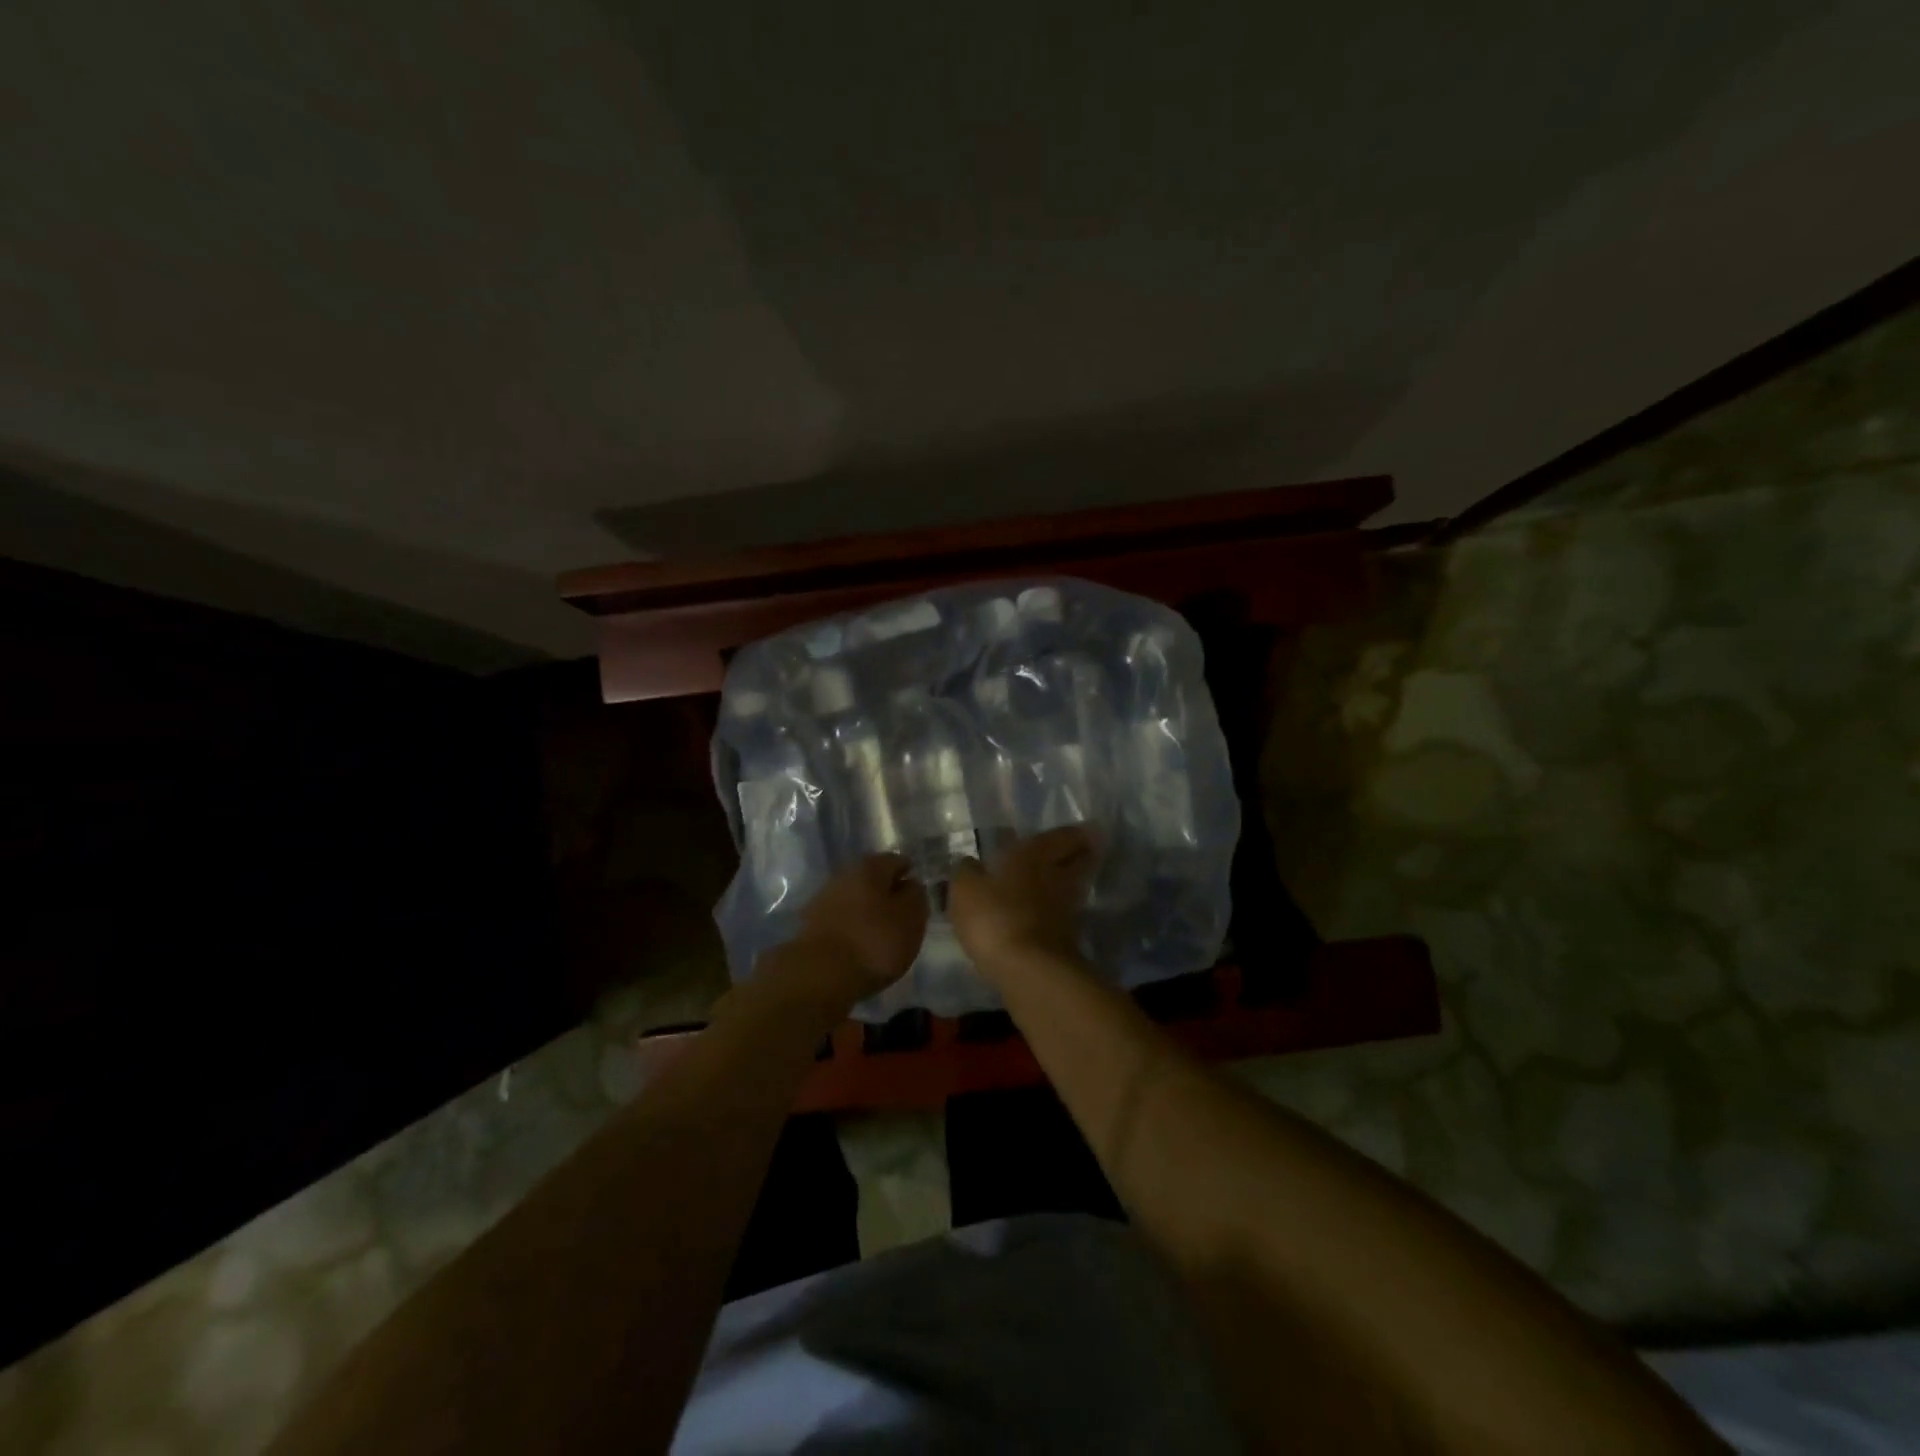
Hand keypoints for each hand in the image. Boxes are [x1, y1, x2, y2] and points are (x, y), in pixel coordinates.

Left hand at [790, 853, 927, 998]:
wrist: (819, 975)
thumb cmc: (874, 942)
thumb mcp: (911, 919)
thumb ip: (916, 896)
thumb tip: (910, 885)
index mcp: (870, 867)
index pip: (896, 861)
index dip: (909, 875)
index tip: (918, 893)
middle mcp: (844, 875)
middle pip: (872, 879)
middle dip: (886, 892)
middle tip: (901, 914)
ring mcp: (823, 899)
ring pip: (854, 899)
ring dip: (867, 910)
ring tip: (881, 933)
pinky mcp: (810, 925)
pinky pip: (840, 919)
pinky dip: (852, 927)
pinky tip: (860, 945)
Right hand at [949, 826, 1095, 970]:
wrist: (1028, 968)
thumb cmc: (995, 915)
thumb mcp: (965, 889)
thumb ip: (966, 872)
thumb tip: (969, 862)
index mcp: (1034, 853)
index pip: (1062, 836)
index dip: (1073, 833)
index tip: (1085, 829)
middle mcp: (1057, 875)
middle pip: (1080, 859)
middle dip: (1083, 853)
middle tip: (1080, 850)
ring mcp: (1067, 908)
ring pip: (1074, 887)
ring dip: (1071, 882)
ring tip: (1058, 880)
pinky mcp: (1068, 938)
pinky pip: (1065, 914)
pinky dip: (1059, 911)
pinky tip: (1047, 913)